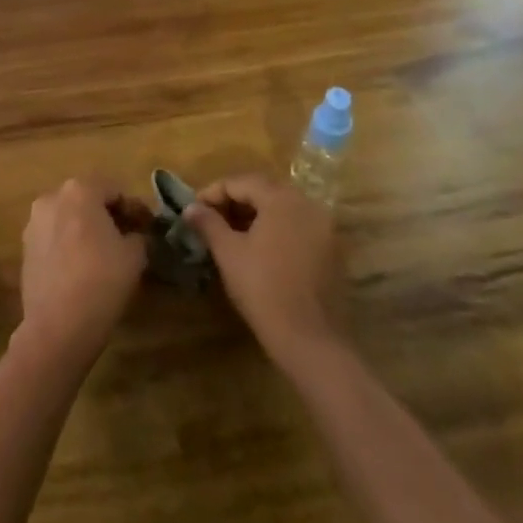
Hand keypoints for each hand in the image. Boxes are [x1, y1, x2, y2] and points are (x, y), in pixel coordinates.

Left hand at [14, 179, 151, 368]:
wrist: (57, 327)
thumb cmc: (101, 281)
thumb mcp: (134, 255)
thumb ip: (138, 236)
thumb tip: (135, 235)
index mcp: (80, 190)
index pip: (114, 190)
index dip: (134, 208)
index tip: (147, 228)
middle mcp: (52, 198)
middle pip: (87, 200)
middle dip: (108, 216)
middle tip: (128, 238)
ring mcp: (33, 223)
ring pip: (68, 218)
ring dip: (86, 229)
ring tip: (105, 254)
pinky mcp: (24, 249)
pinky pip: (54, 238)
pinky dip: (69, 245)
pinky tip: (82, 267)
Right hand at [186, 174, 343, 365]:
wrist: (311, 340)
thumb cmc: (263, 290)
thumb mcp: (229, 253)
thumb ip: (208, 223)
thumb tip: (190, 208)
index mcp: (282, 199)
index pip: (241, 182)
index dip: (213, 192)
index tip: (194, 209)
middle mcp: (307, 204)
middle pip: (264, 191)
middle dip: (234, 202)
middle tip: (210, 220)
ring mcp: (324, 227)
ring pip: (282, 209)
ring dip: (255, 216)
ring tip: (230, 235)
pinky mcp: (331, 251)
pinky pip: (297, 227)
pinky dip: (276, 230)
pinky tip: (259, 250)